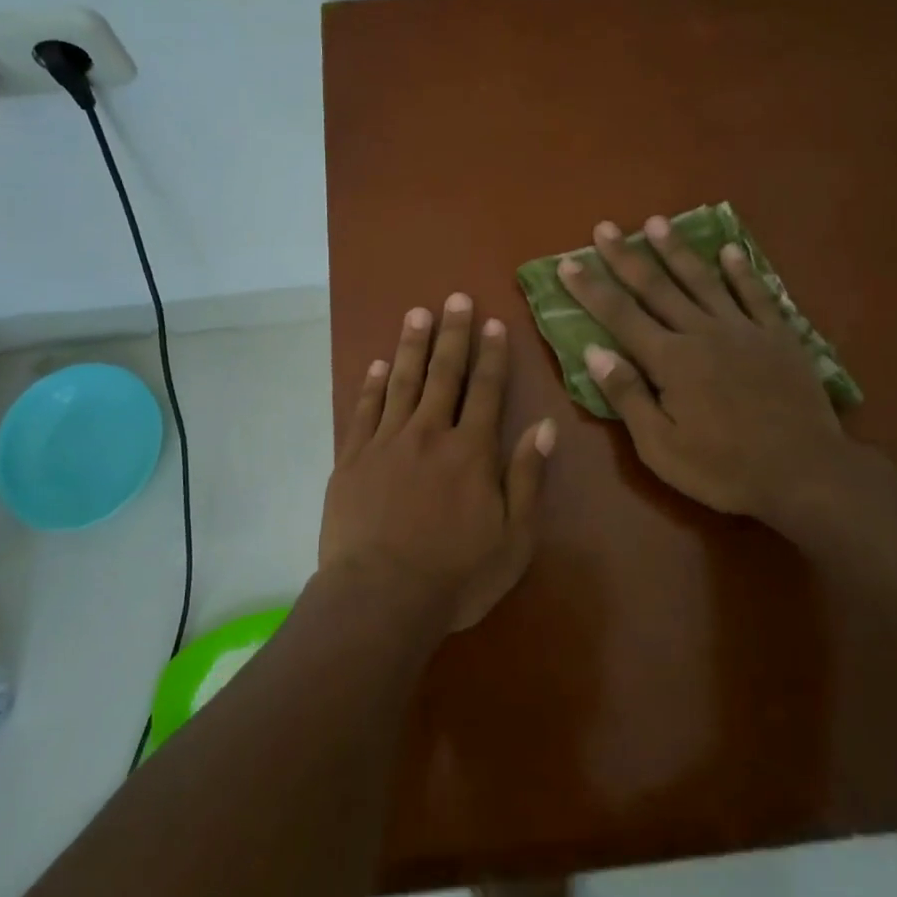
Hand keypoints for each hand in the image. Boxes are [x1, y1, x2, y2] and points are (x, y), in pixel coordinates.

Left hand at [320, 294, 556, 632]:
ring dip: (412, 345)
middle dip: (452, 334)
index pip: (486, 391)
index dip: (492, 355)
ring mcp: (386, 442)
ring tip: (417, 313)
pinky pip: (364, 410)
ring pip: (402, 382)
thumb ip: (527, 477)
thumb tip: (544, 426)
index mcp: (471, 451)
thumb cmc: (456, 576)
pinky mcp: (352, 458)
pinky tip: (378, 364)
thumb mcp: (513, 538)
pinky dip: (372, 384)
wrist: (380, 598)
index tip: (493, 323)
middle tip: (455, 298)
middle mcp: (430, 434)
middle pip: (444, 374)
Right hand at [558, 216, 858, 530]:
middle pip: (656, 287)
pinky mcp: (779, 337)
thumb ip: (627, 396)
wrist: (806, 473)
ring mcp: (744, 330)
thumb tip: (593, 351)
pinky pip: (757, 294)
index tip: (567, 262)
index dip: (591, 288)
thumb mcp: (661, 447)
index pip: (620, 315)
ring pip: (703, 280)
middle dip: (626, 257)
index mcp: (670, 360)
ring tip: (657, 222)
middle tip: (605, 227)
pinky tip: (730, 250)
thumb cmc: (724, 468)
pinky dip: (742, 271)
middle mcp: (703, 333)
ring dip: (677, 250)